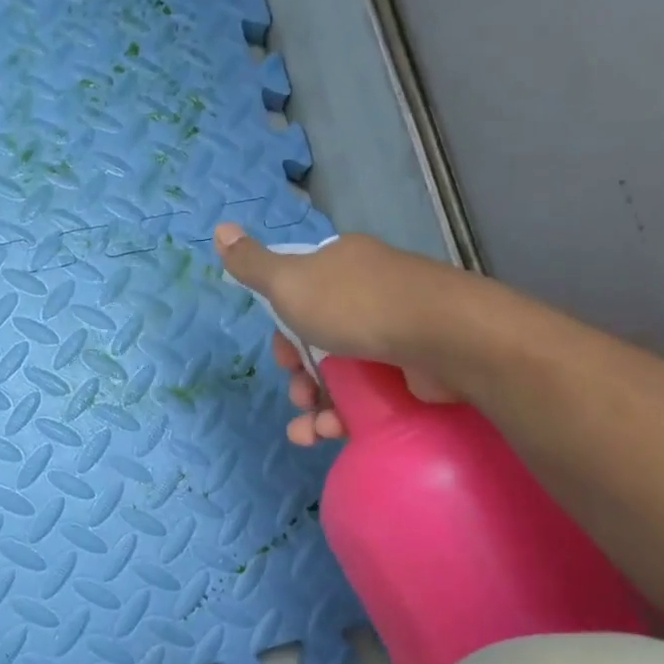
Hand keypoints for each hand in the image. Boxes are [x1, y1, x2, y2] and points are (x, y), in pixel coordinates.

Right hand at [215, 223, 459, 445]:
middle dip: (299, 375)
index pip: (299, 296)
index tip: (283, 355)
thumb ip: (253, 265)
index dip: (284, 331)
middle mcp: (368, 294)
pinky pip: (368, 396)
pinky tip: (330, 434)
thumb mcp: (290, 282)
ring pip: (340, 374)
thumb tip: (219, 228)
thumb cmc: (357, 306)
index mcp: (340, 266)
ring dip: (315, 406)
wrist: (444, 337)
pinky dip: (344, 417)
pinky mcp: (413, 369)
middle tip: (298, 394)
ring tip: (310, 431)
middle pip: (318, 340)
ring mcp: (394, 332)